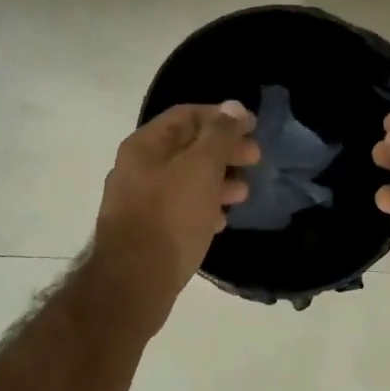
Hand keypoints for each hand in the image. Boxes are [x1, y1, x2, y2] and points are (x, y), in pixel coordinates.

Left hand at [93, 102, 258, 322]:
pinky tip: (222, 220)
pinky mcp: (147, 230)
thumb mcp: (200, 169)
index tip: (253, 127)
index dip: (222, 117)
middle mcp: (138, 168)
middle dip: (224, 150)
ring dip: (218, 180)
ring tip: (244, 192)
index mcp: (145, 145)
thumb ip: (219, 136)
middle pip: (187, 147)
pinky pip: (180, 208)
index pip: (187, 115)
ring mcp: (140, 200)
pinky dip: (204, 206)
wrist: (134, 282)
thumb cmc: (170, 218)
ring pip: (186, 179)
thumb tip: (233, 107)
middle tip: (255, 158)